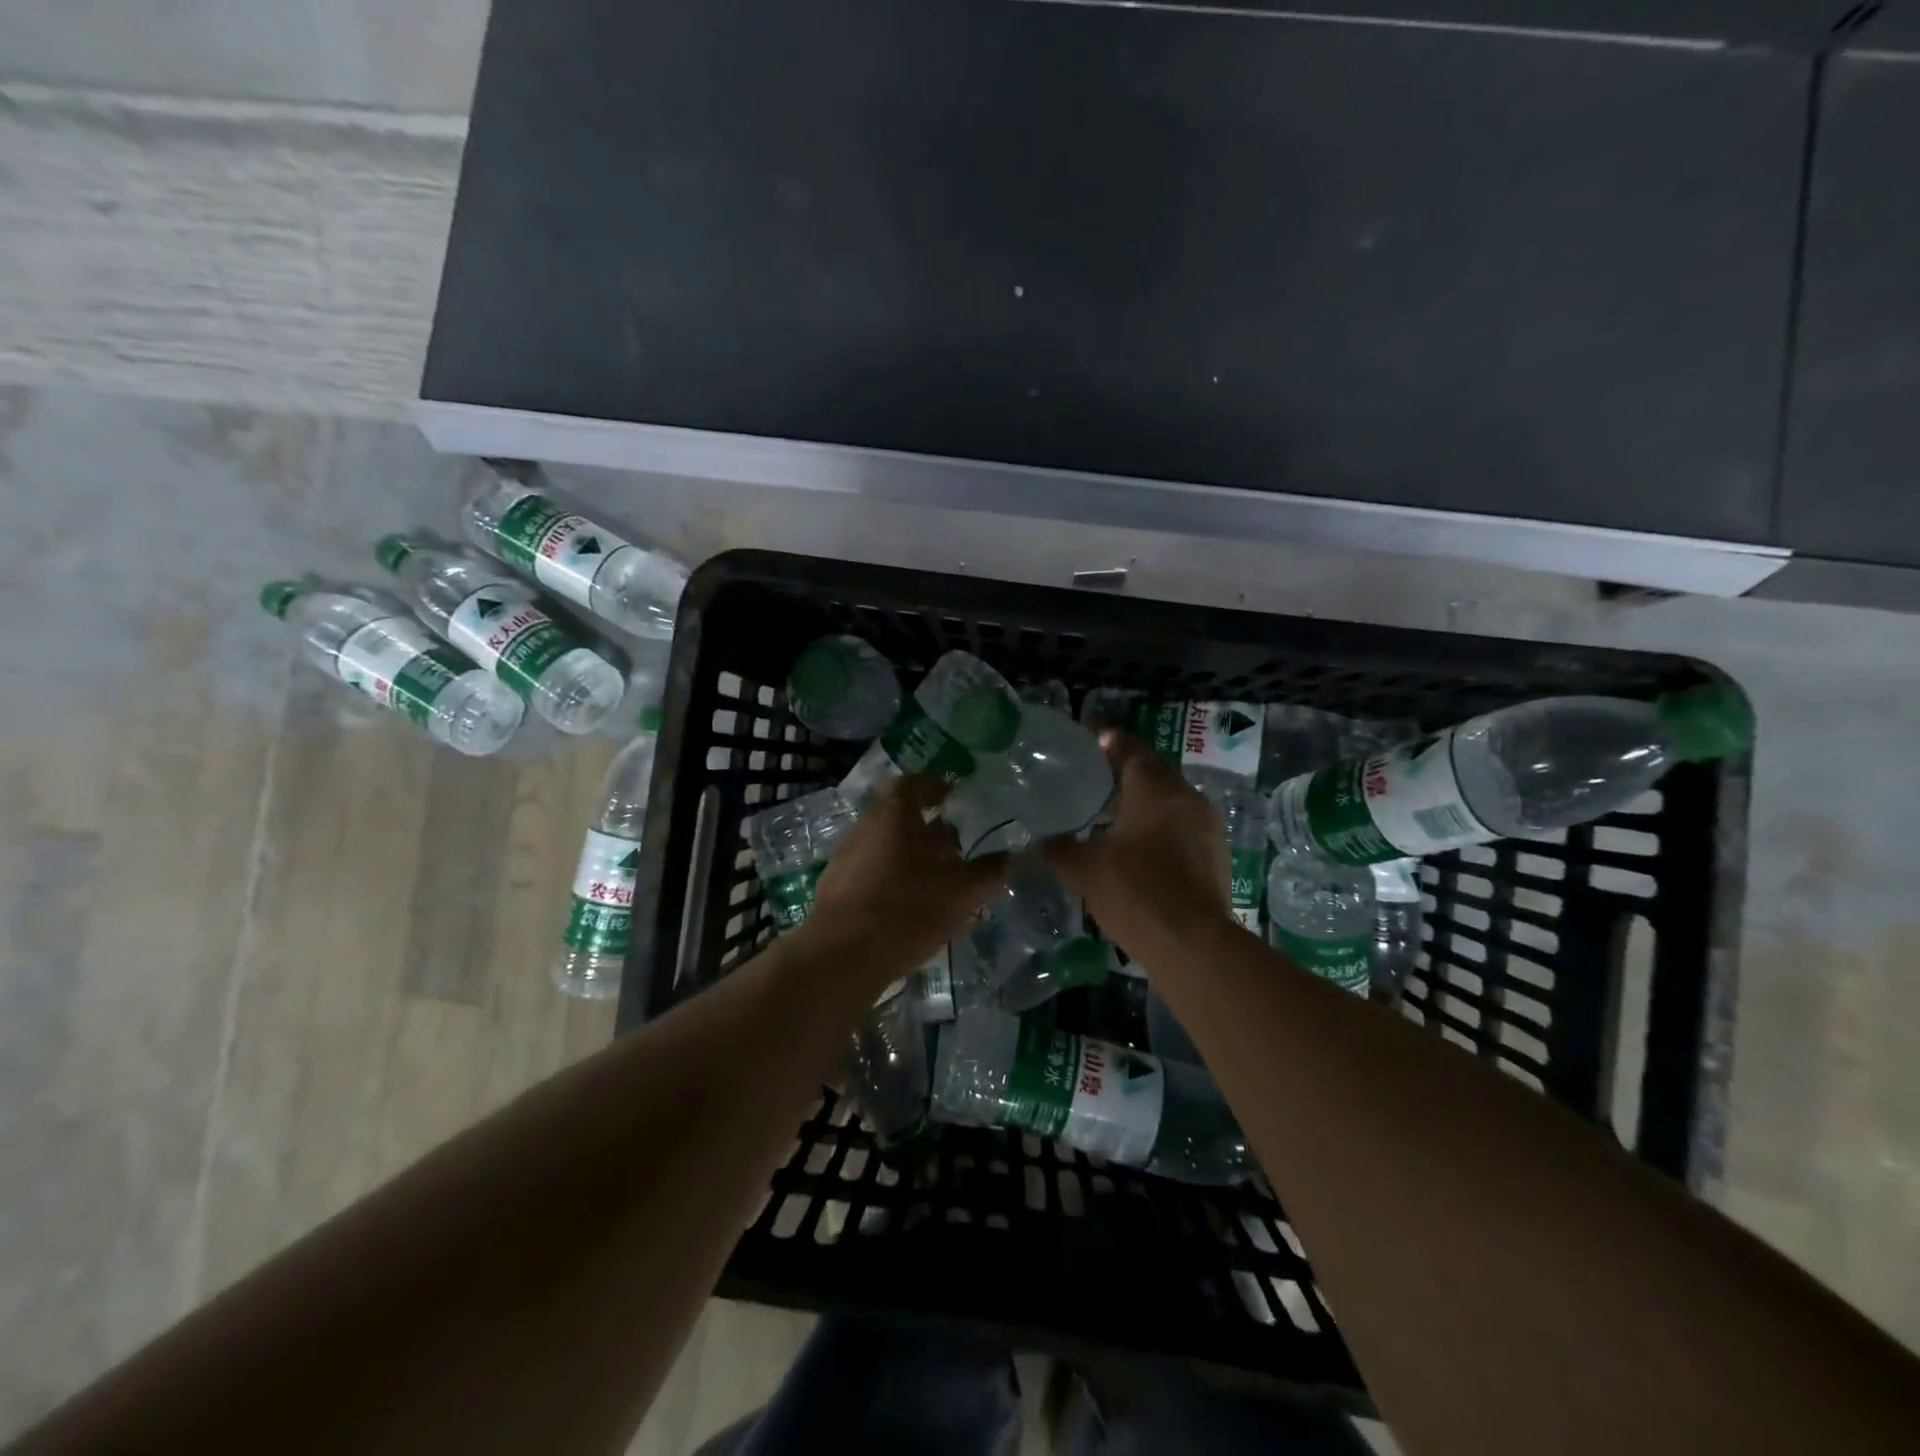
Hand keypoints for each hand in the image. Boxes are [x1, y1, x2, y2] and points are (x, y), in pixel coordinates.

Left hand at [805, 776, 1007, 986]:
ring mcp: (845, 858)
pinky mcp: (834, 889)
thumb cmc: (907, 909)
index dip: (934, 788)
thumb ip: (988, 872)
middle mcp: (865, 827)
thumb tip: (1010, 857)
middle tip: (955, 851)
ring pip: (885, 848)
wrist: (842, 956)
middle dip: (929, 832)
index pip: (913, 784)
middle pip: (900, 818)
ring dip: (911, 858)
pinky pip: (870, 874)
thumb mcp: (961, 892)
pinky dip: (892, 881)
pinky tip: (908, 909)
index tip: (952, 799)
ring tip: (937, 884)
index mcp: (894, 815)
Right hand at [1045, 732, 1233, 954]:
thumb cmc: (1134, 892)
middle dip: (1129, 766)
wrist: (1191, 942)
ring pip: (1173, 797)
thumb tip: (1041, 840)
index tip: (1091, 735)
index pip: (1129, 750)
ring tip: (1117, 805)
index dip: (1108, 740)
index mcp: (1154, 789)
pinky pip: (1184, 823)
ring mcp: (1206, 825)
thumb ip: (1059, 848)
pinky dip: (1162, 822)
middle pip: (1155, 770)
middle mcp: (1185, 797)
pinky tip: (1142, 840)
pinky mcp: (1215, 853)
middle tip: (1100, 770)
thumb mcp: (1084, 869)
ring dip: (1147, 796)